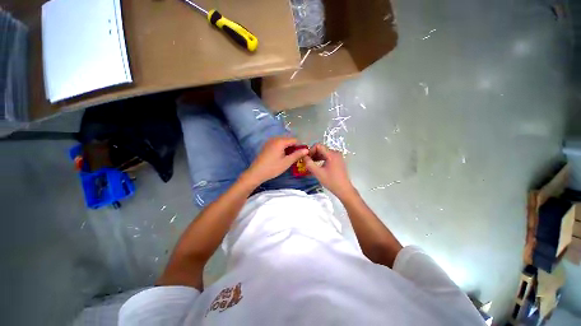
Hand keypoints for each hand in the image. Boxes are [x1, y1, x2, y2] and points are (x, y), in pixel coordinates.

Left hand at [246, 137, 308, 183]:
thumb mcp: (287, 162)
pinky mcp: (266, 145)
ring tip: (290, 158)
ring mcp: (269, 142)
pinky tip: (282, 157)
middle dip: (294, 147)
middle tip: (296, 157)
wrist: (256, 173)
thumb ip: (297, 155)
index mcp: (280, 141)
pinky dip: (282, 149)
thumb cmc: (273, 168)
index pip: (295, 140)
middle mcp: (275, 138)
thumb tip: (307, 150)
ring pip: (283, 142)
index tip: (302, 154)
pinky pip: (277, 144)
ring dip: (288, 148)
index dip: (300, 146)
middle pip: (289, 140)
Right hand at [303, 143, 356, 199]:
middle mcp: (336, 153)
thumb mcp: (318, 173)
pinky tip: (317, 166)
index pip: (318, 146)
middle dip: (313, 154)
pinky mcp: (338, 161)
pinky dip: (321, 159)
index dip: (311, 150)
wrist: (344, 190)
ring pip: (324, 153)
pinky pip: (328, 157)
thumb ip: (309, 163)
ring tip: (311, 164)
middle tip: (307, 162)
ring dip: (317, 157)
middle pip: (321, 149)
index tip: (306, 158)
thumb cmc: (331, 181)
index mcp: (332, 154)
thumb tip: (303, 156)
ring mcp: (338, 157)